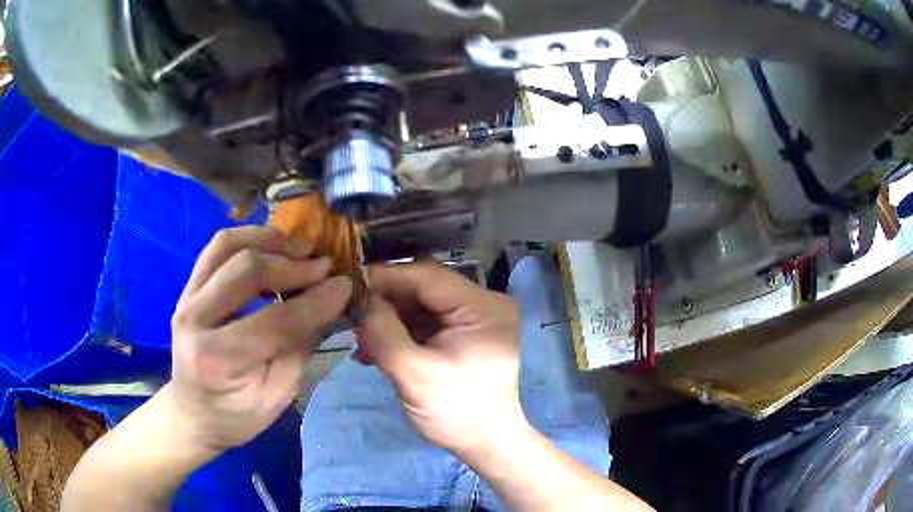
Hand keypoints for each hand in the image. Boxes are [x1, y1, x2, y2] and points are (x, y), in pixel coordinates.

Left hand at [167, 226, 351, 453]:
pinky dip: (247, 238)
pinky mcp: (187, 288)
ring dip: (268, 241)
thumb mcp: (276, 397)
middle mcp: (195, 320)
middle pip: (247, 271)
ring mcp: (185, 299)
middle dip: (293, 266)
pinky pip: (216, 249)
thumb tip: (329, 304)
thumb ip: (299, 349)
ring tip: (299, 249)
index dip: (315, 301)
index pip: (274, 321)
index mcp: (218, 360)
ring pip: (227, 247)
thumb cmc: (236, 415)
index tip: (345, 286)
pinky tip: (271, 246)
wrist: (192, 413)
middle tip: (324, 267)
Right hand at [355, 262, 524, 459]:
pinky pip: (426, 322)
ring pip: (421, 304)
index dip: (386, 277)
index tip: (349, 286)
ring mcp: (474, 318)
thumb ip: (384, 332)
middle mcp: (483, 303)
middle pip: (424, 288)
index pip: (427, 276)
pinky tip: (375, 350)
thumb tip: (360, 300)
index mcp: (482, 308)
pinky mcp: (464, 333)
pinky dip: (400, 332)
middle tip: (352, 317)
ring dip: (389, 319)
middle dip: (385, 301)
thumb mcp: (414, 375)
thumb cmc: (456, 412)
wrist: (485, 442)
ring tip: (361, 340)